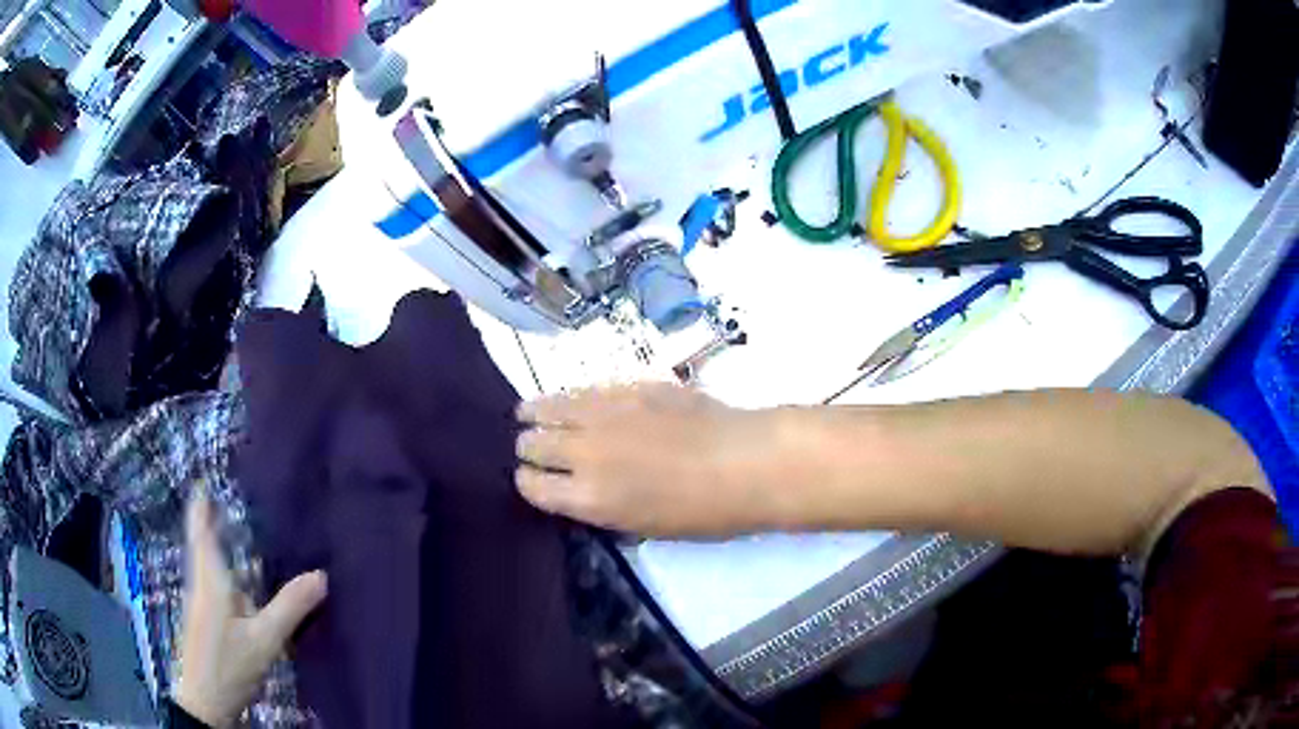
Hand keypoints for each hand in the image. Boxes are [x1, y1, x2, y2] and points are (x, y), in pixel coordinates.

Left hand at [176, 496, 326, 727]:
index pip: (201, 531)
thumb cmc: (228, 664)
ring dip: (218, 546)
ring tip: (238, 534)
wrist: (204, 701)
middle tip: (229, 501)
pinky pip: (214, 583)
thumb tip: (321, 575)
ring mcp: (200, 604)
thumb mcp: (264, 640)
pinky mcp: (204, 621)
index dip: (201, 505)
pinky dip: (225, 571)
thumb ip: (290, 608)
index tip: (205, 479)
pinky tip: (241, 584)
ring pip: (208, 565)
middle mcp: (201, 584)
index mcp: (211, 579)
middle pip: (202, 544)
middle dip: (211, 521)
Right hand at [516, 383, 791, 536]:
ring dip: (535, 414)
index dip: (528, 483)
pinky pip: (583, 390)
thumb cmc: (703, 511)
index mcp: (587, 497)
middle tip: (534, 449)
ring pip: (548, 407)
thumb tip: (582, 493)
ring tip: (529, 414)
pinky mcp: (627, 386)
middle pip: (532, 444)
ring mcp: (604, 413)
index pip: (530, 485)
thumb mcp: (644, 527)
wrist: (746, 461)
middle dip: (528, 449)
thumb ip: (602, 508)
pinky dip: (569, 398)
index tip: (534, 481)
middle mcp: (584, 452)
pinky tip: (572, 401)